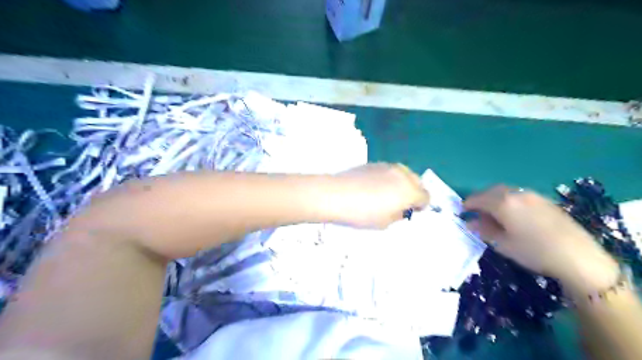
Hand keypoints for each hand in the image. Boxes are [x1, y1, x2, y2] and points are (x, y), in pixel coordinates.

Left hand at [328, 164, 427, 227]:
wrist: (337, 195)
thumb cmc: (363, 213)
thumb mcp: (385, 222)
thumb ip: (398, 215)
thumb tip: (401, 209)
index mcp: (409, 191)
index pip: (425, 196)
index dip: (421, 205)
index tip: (412, 211)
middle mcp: (402, 175)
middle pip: (417, 181)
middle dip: (413, 191)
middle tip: (401, 202)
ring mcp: (388, 166)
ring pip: (403, 173)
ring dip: (401, 183)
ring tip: (387, 193)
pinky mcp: (374, 164)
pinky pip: (388, 171)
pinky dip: (388, 178)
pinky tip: (374, 187)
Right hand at [464, 185, 619, 288]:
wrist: (579, 257)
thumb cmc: (534, 252)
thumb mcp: (503, 244)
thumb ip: (483, 230)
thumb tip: (469, 222)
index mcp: (503, 203)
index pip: (478, 198)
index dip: (467, 204)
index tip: (461, 211)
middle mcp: (516, 194)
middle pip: (491, 191)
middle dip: (481, 199)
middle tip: (476, 212)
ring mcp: (532, 195)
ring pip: (506, 191)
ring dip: (495, 198)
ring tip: (493, 213)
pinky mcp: (545, 201)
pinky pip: (519, 195)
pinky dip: (509, 200)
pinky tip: (513, 214)